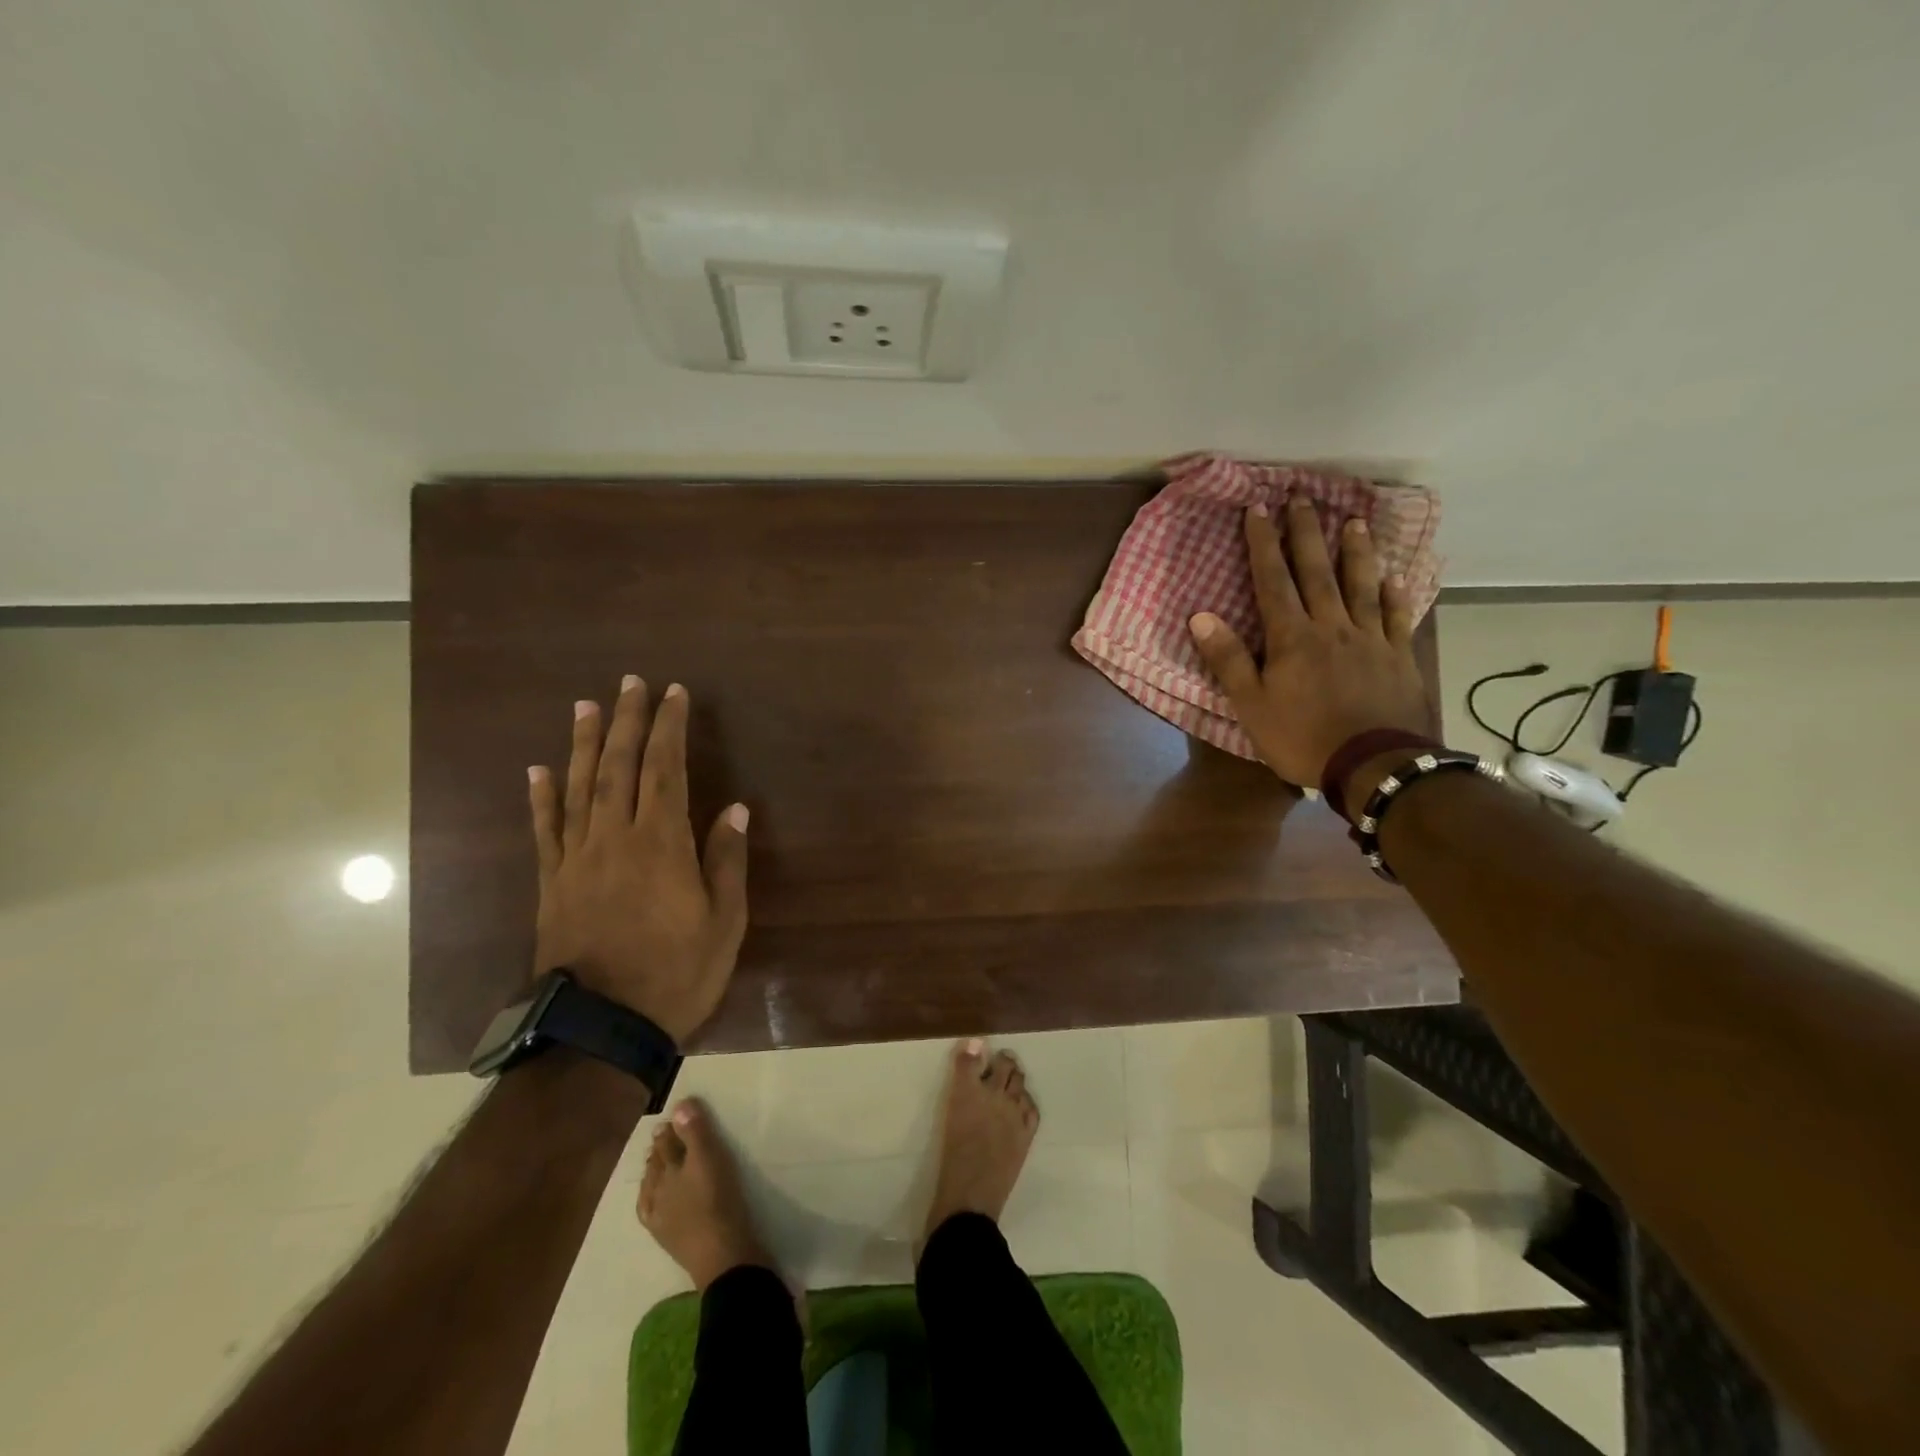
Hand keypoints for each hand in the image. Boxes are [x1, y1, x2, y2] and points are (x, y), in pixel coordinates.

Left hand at [528, 677, 748, 1045]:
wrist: (602, 1029)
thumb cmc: (676, 974)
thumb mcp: (724, 922)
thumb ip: (726, 861)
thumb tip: (734, 809)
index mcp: (661, 844)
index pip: (665, 770)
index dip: (668, 729)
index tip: (674, 694)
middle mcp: (615, 839)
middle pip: (619, 768)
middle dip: (627, 722)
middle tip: (630, 683)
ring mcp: (577, 859)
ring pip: (579, 788)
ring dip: (585, 744)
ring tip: (587, 706)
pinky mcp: (552, 884)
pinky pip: (545, 830)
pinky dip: (542, 797)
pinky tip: (539, 769)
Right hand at [1188, 496, 1429, 799]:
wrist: (1373, 766)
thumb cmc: (1302, 738)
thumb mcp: (1251, 705)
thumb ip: (1228, 659)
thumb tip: (1200, 616)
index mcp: (1292, 637)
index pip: (1273, 581)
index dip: (1263, 544)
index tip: (1258, 509)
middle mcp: (1332, 627)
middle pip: (1317, 572)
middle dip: (1306, 534)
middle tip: (1303, 497)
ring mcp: (1370, 640)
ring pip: (1361, 586)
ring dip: (1355, 552)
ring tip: (1354, 521)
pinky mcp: (1398, 658)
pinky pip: (1397, 619)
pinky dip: (1395, 596)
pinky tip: (1395, 578)